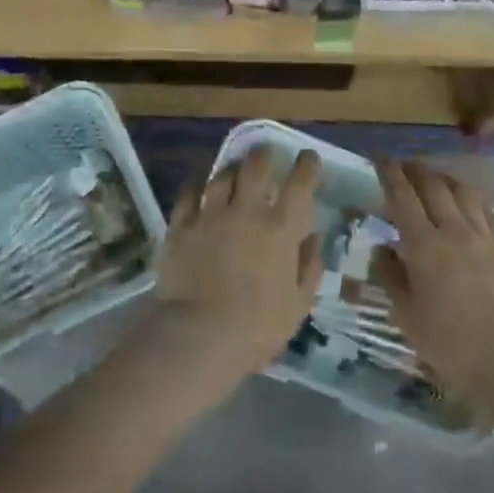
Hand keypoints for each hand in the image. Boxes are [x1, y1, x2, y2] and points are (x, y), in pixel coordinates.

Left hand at [152, 147, 323, 382]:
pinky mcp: (180, 226)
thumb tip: (313, 236)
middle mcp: (246, 211)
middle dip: (265, 155)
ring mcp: (210, 215)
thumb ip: (309, 266)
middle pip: (256, 165)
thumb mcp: (298, 304)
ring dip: (232, 168)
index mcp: (281, 229)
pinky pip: (189, 193)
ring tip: (234, 169)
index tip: (308, 159)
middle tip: (267, 155)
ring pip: (222, 175)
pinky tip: (200, 185)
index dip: (307, 165)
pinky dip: (198, 185)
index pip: (300, 182)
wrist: (197, 338)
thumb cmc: (256, 328)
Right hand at [371, 160, 493, 398]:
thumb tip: (382, 250)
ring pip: (465, 193)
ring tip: (438, 182)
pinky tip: (471, 210)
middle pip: (434, 186)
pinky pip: (489, 213)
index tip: (381, 160)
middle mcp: (455, 230)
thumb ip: (391, 277)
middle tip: (405, 166)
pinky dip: (474, 203)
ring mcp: (487, 236)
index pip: (403, 197)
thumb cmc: (450, 344)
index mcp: (424, 245)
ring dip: (447, 181)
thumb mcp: (407, 316)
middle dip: (417, 170)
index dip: (390, 174)